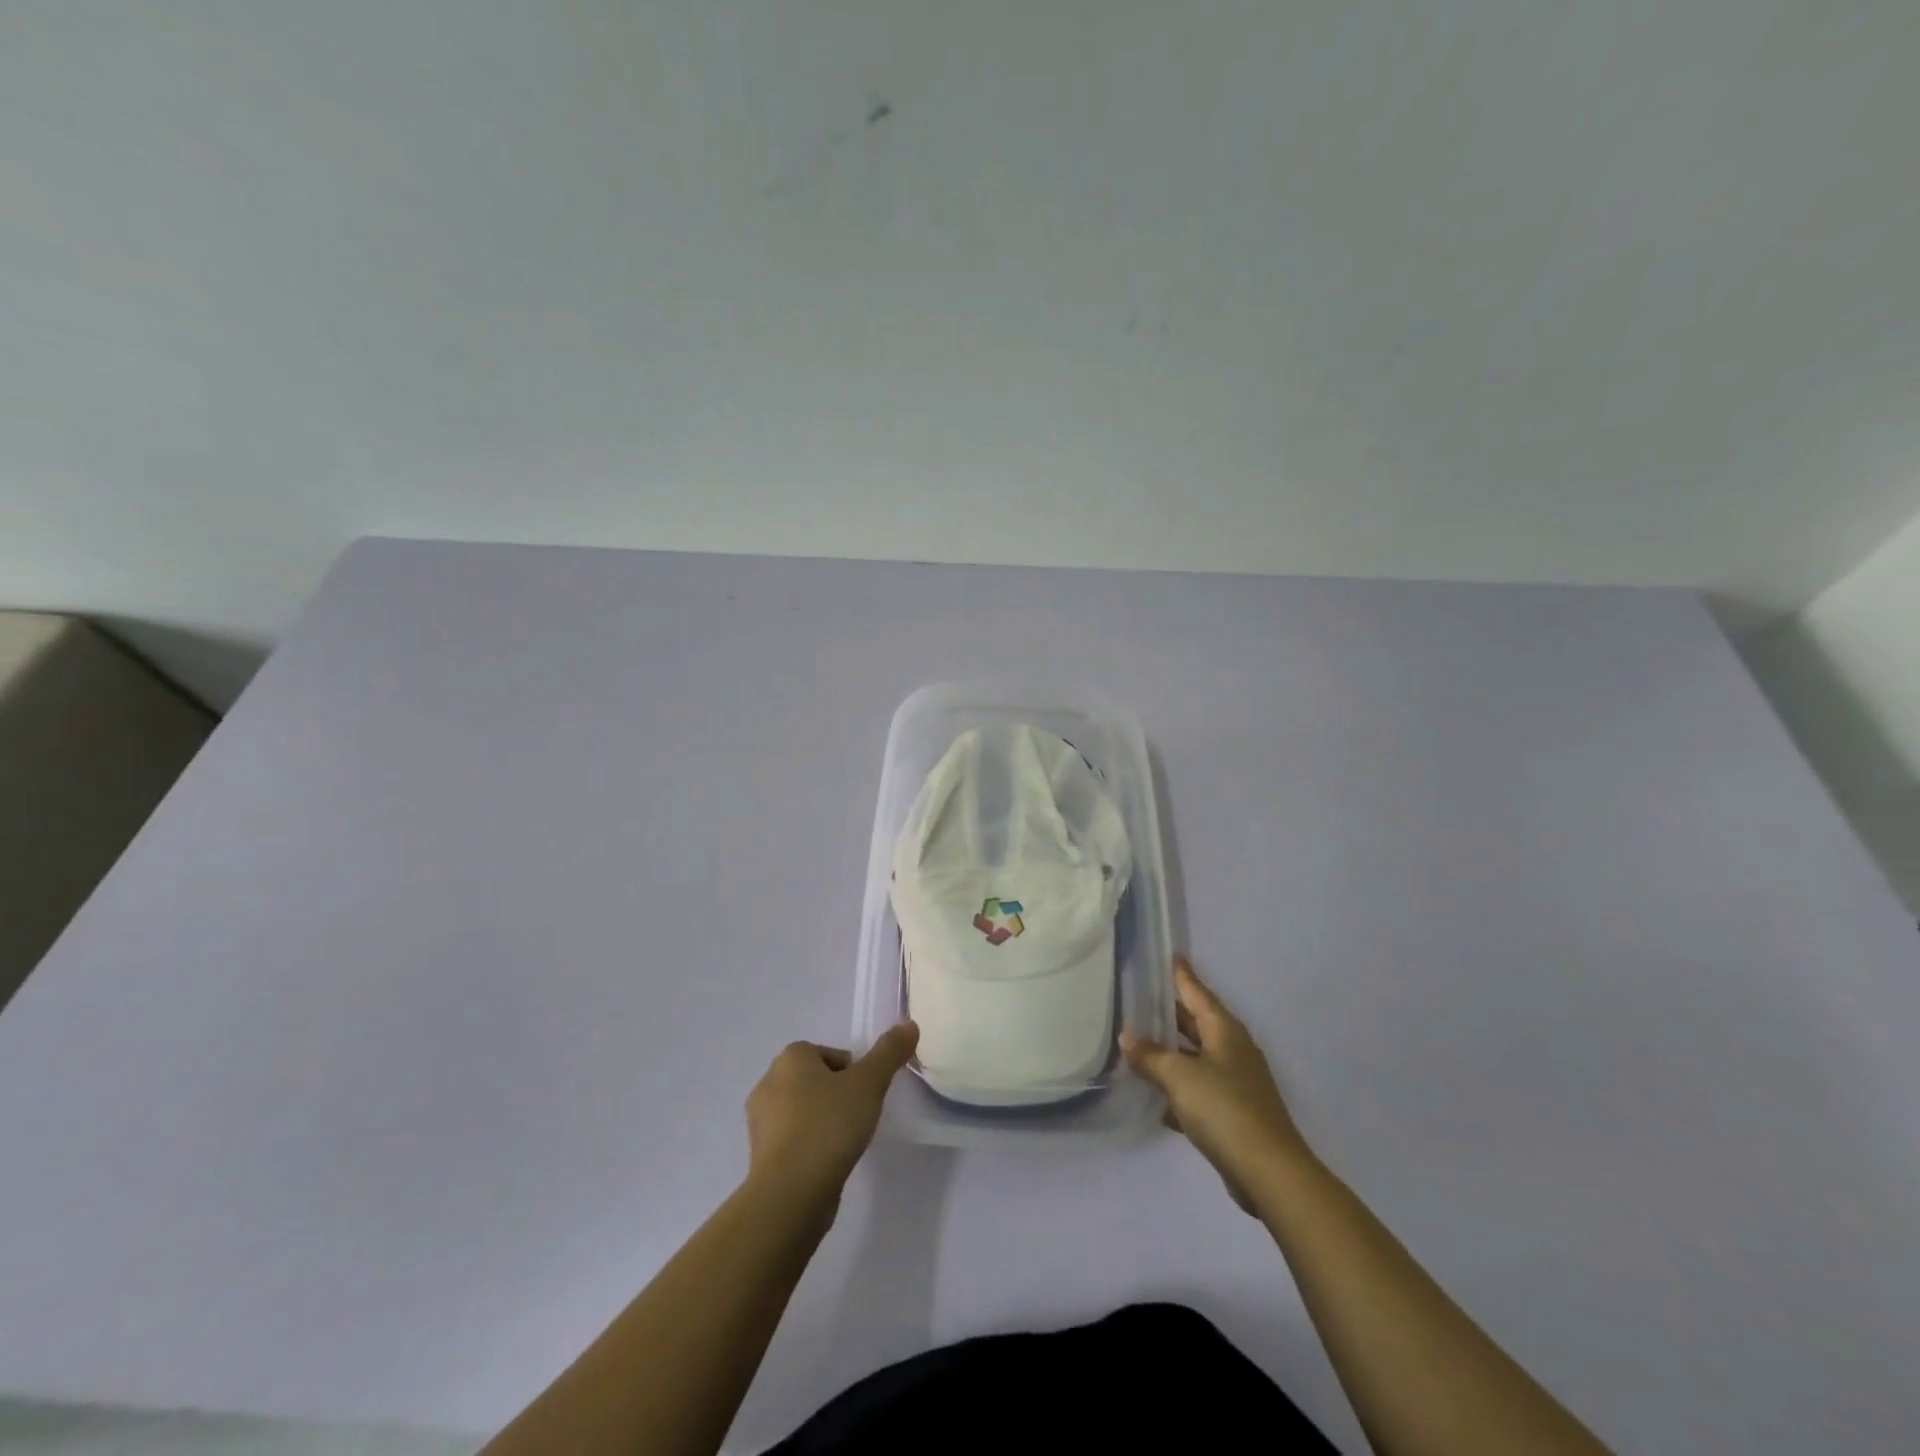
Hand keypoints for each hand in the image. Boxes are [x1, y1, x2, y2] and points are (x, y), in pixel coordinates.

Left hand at [744, 1022, 918, 1211]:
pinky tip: (827, 1164)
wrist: (790, 1193)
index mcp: (790, 1058)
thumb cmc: (829, 1125)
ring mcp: (760, 1123)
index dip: (851, 1072)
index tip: (865, 1093)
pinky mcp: (760, 1157)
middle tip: (858, 1116)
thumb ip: (889, 1053)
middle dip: (835, 1095)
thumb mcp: (869, 1083)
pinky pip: (792, 1141)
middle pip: (813, 1080)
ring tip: (844, 1143)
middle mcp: (768, 1083)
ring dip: (821, 1121)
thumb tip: (909, 1025)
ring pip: (801, 1111)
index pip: (827, 1054)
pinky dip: (809, 1147)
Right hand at [1121, 957, 1307, 1212]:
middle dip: (1171, 1015)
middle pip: (1196, 1024)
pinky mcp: (1233, 1114)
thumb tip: (1128, 1037)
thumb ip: (1151, 1056)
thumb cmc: (1224, 1108)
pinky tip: (1156, 1100)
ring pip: (1196, 1058)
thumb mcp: (1178, 1076)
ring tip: (1139, 1046)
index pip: (1198, 993)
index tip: (1172, 955)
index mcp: (1224, 1031)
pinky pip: (1199, 1091)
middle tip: (1141, 999)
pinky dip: (1179, 1090)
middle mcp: (1232, 1051)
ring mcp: (1236, 1083)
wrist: (1269, 1172)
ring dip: (1171, 1054)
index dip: (1182, 975)